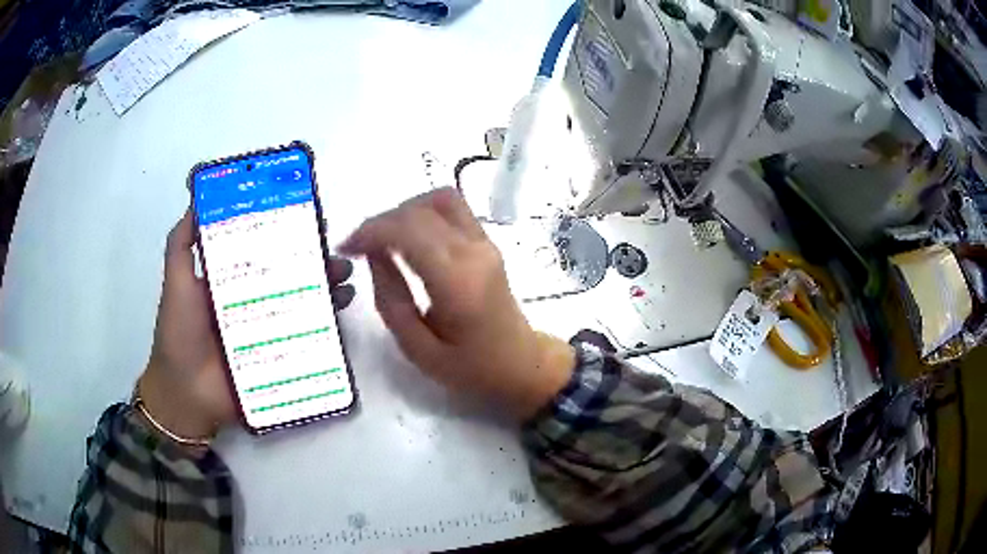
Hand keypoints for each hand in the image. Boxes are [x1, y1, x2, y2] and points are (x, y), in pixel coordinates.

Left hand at [138, 209, 354, 443]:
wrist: (187, 393)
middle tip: (335, 251)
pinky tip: (341, 309)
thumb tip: (196, 202)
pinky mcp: (278, 353)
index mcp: (231, 278)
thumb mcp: (177, 283)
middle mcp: (253, 298)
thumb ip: (181, 245)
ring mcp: (268, 328)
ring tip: (345, 279)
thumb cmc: (180, 333)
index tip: (306, 216)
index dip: (284, 231)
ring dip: (326, 287)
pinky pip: (305, 335)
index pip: (262, 248)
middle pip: (288, 273)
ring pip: (301, 301)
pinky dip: (326, 322)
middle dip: (315, 260)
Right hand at [339, 188, 574, 418]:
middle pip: (420, 210)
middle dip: (381, 221)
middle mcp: (474, 252)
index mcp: (458, 283)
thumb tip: (373, 254)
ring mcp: (485, 243)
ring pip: (439, 199)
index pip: (408, 231)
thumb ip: (391, 299)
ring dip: (404, 211)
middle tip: (358, 246)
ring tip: (382, 239)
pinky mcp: (487, 242)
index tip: (345, 247)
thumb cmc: (470, 367)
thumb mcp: (418, 349)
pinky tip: (408, 237)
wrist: (521, 364)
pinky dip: (422, 212)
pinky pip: (452, 208)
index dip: (370, 231)